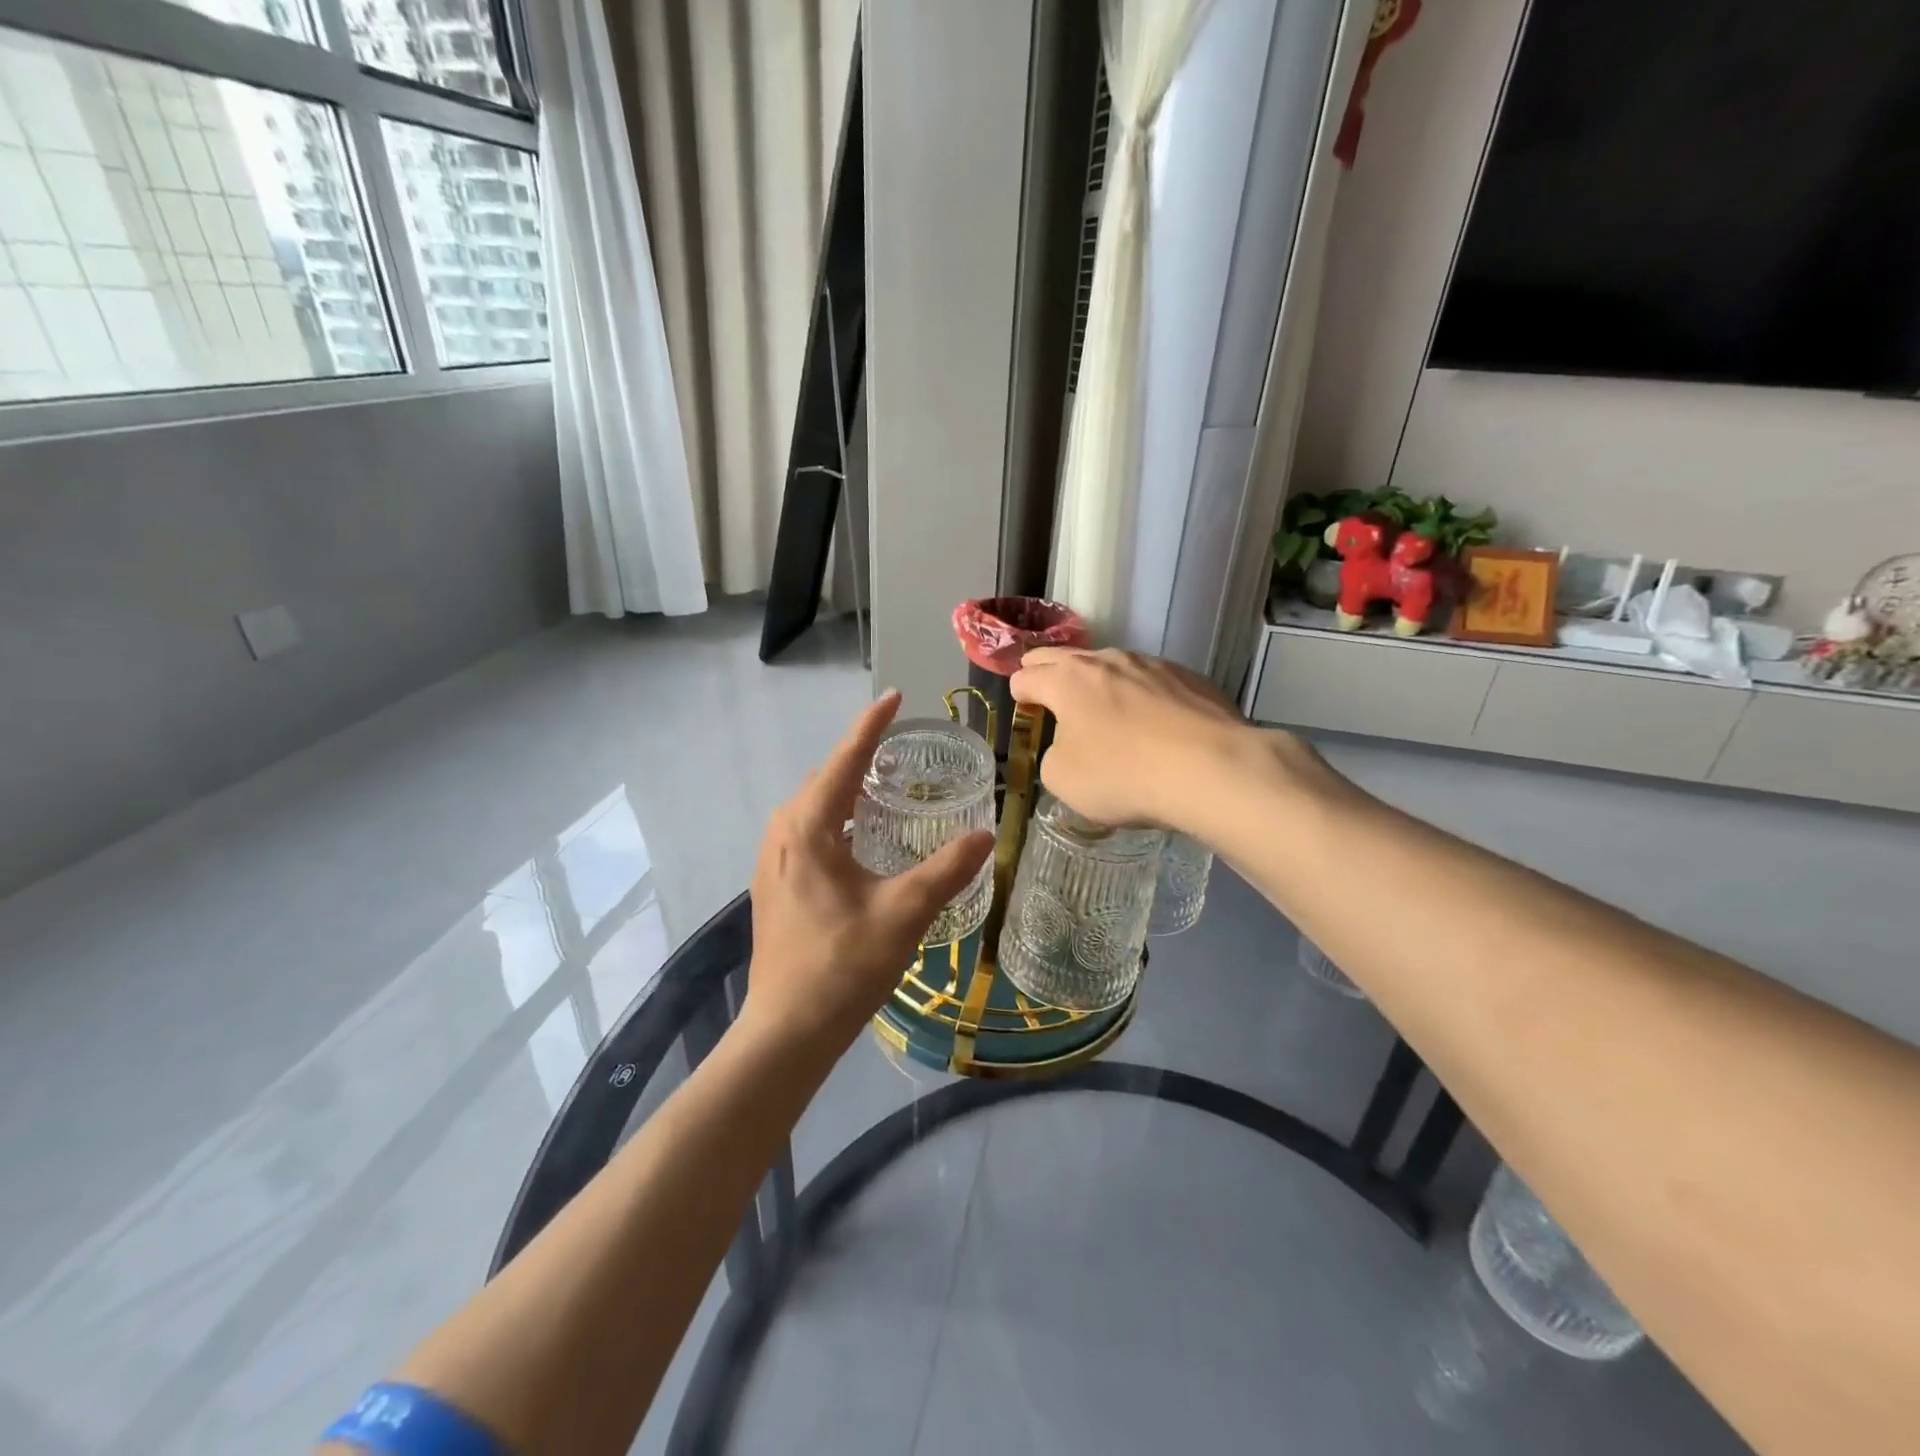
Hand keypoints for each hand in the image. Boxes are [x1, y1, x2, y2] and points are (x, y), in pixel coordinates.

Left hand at [743, 691, 993, 1053]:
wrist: (787, 1030)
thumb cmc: (844, 966)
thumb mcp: (904, 913)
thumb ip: (947, 870)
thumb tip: (986, 835)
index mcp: (808, 829)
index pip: (843, 761)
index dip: (870, 726)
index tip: (894, 697)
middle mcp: (782, 834)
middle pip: (824, 779)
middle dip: (859, 756)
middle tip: (900, 749)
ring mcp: (771, 860)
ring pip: (812, 806)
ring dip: (845, 788)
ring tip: (884, 785)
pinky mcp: (773, 884)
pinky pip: (805, 830)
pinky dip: (834, 817)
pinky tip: (859, 837)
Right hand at [1009, 648, 1318, 835]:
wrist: (1212, 769)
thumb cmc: (1124, 775)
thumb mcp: (1063, 779)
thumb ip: (1053, 754)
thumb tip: (1069, 745)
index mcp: (1066, 679)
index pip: (1025, 676)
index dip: (1019, 696)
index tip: (1027, 716)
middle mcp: (1106, 660)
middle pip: (1060, 657)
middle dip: (1047, 674)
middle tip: (1049, 700)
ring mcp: (1151, 663)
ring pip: (1110, 665)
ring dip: (1098, 684)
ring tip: (1105, 714)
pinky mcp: (1189, 676)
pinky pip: (1150, 680)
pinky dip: (1140, 696)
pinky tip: (1154, 725)